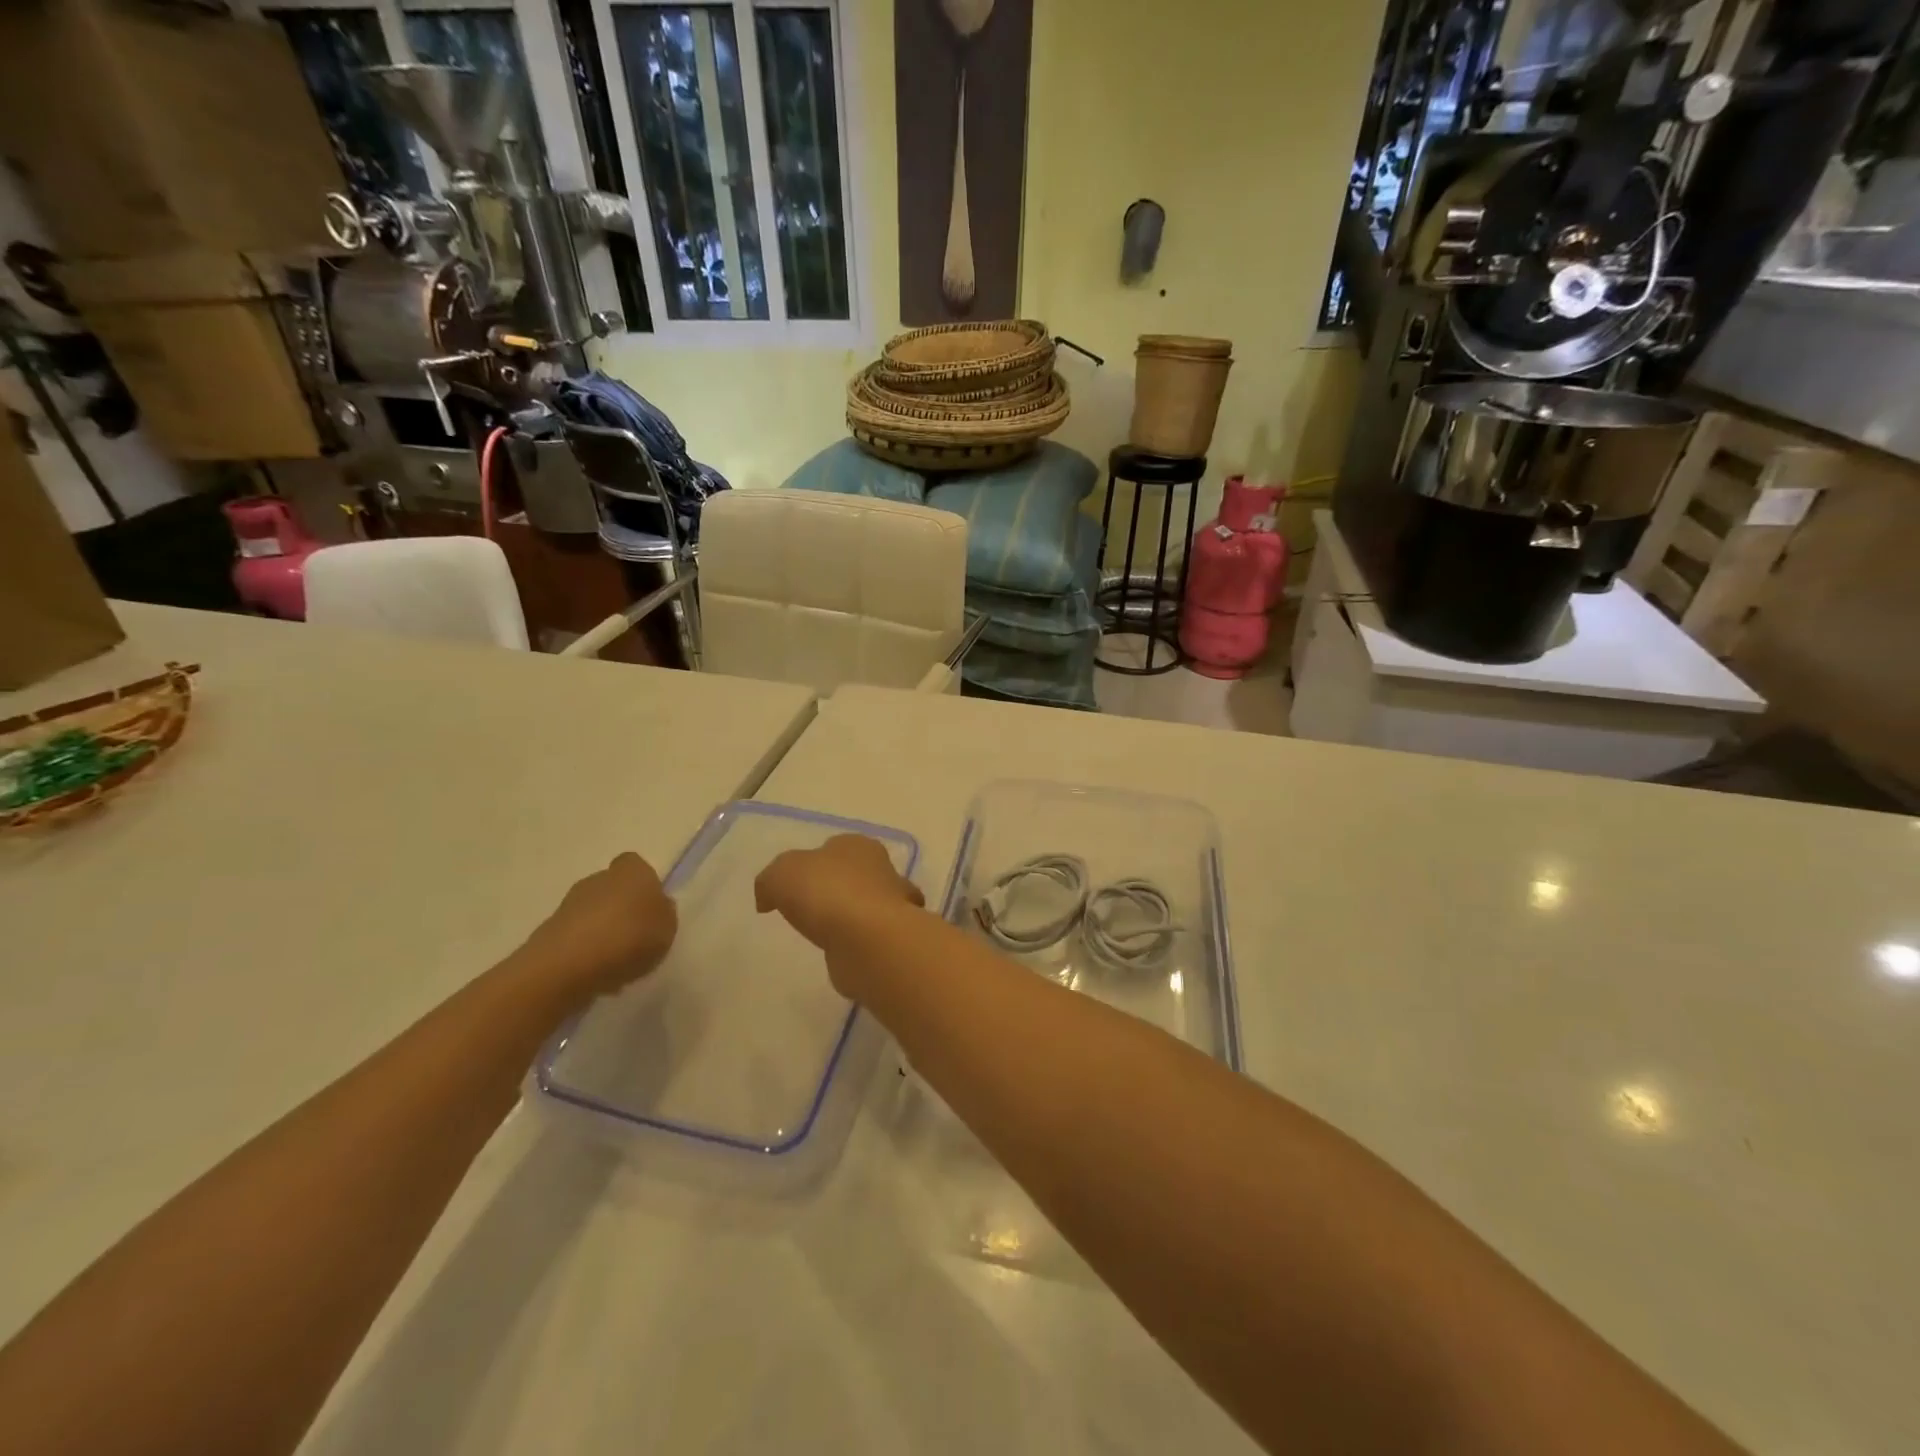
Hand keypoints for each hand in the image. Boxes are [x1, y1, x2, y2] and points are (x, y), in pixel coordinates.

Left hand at [517, 852, 677, 1002]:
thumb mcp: (668, 928)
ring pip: (594, 914)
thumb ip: (665, 914)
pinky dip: (586, 951)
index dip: (646, 886)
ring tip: (618, 963)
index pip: (638, 866)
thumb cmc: (628, 938)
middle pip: (614, 889)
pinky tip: (596, 974)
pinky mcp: (549, 932)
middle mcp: (598, 879)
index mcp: (631, 871)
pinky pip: (577, 938)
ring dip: (604, 932)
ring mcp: (569, 905)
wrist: (566, 966)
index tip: (652, 910)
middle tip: (637, 938)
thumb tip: (657, 907)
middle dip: (623, 909)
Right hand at [755, 834, 923, 993]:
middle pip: (852, 876)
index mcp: (857, 846)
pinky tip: (842, 955)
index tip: (793, 886)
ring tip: (823, 935)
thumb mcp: (781, 874)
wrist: (869, 941)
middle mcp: (881, 871)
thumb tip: (767, 898)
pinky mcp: (891, 941)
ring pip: (864, 907)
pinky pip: (869, 938)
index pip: (833, 848)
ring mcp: (891, 907)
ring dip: (848, 919)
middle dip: (833, 890)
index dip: (811, 864)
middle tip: (807, 911)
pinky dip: (857, 945)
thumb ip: (770, 880)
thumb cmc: (827, 893)